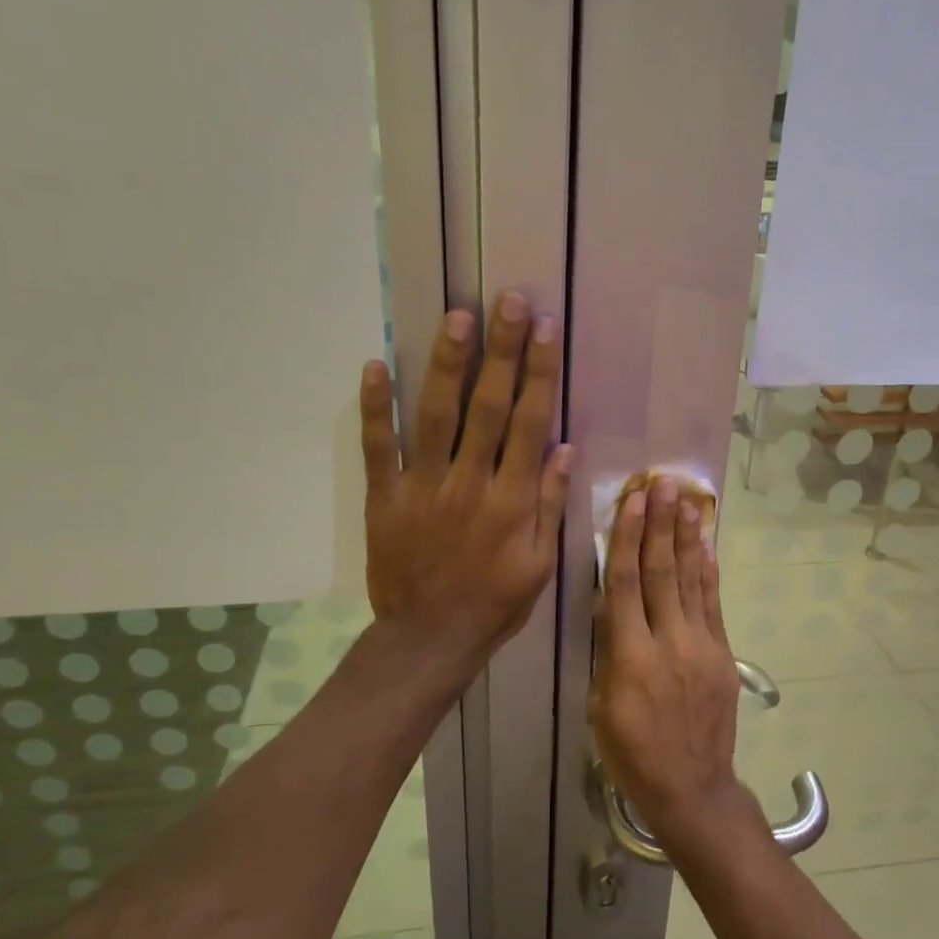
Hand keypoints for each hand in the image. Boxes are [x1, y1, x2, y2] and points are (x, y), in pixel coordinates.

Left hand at [360, 291, 571, 675]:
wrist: (430, 638)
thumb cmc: (494, 602)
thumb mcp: (539, 563)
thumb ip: (550, 504)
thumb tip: (563, 447)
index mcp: (512, 501)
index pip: (529, 423)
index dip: (538, 373)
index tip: (545, 330)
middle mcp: (469, 484)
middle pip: (487, 407)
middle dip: (501, 351)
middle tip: (509, 300)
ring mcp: (422, 488)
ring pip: (436, 417)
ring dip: (447, 365)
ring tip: (459, 317)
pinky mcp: (384, 498)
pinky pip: (378, 448)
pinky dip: (376, 408)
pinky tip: (376, 365)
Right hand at [591, 477, 751, 851]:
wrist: (692, 787)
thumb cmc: (632, 752)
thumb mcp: (600, 705)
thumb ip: (609, 651)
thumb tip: (615, 608)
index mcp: (629, 657)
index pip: (625, 584)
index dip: (627, 537)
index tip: (633, 500)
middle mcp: (668, 642)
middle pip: (661, 572)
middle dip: (660, 524)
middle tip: (663, 483)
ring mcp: (701, 646)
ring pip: (690, 581)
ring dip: (686, 538)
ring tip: (686, 500)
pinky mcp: (723, 655)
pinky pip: (714, 605)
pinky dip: (708, 573)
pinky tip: (704, 545)